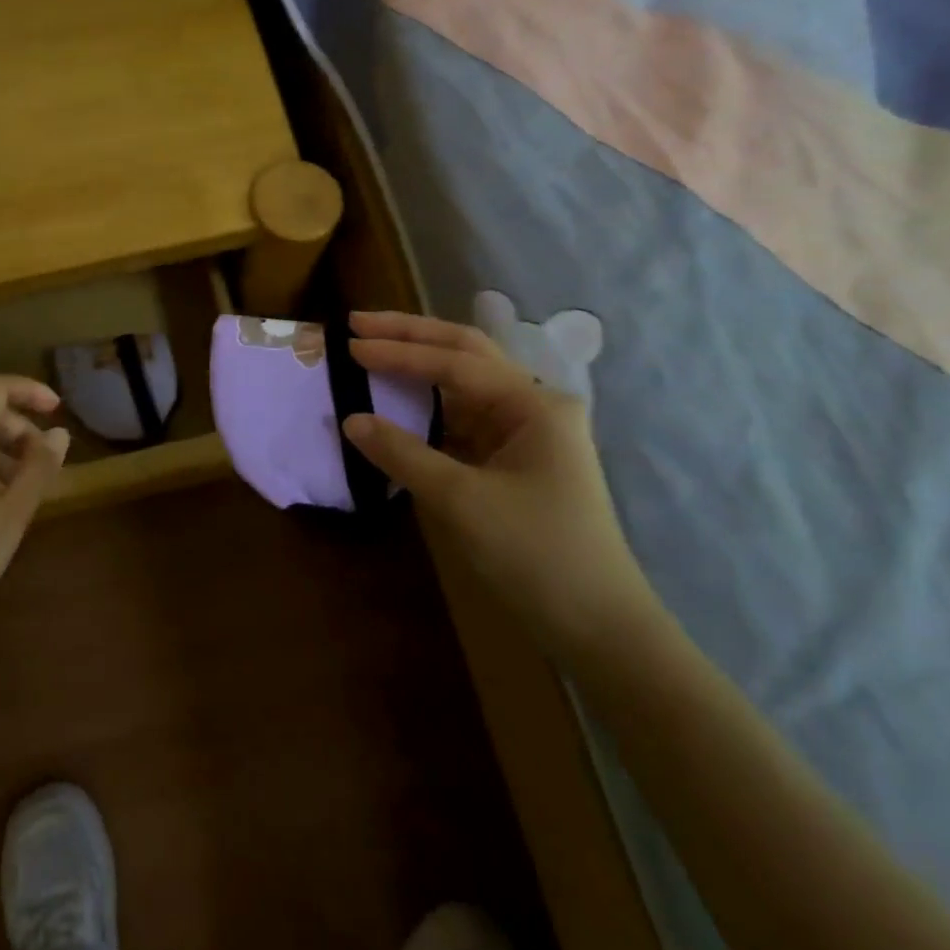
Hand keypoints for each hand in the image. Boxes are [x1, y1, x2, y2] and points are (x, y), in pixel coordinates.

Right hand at [340, 311, 660, 659]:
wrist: (598, 627)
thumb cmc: (537, 554)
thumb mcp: (462, 501)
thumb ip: (404, 454)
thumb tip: (351, 420)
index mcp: (533, 404)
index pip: (455, 362)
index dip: (399, 351)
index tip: (351, 344)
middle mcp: (532, 404)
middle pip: (465, 353)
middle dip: (411, 335)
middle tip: (359, 322)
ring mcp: (525, 431)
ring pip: (463, 382)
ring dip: (418, 364)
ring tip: (372, 348)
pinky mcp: (513, 458)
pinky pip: (463, 417)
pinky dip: (427, 404)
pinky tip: (399, 399)